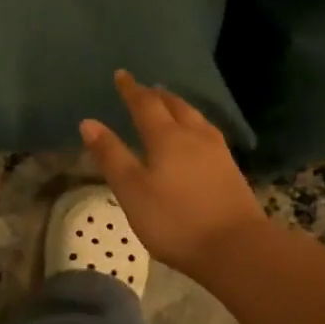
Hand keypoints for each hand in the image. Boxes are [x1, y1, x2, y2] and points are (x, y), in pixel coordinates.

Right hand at [80, 70, 263, 279]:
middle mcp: (194, 136)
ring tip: (170, 105)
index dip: (131, 90)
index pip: (145, 104)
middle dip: (157, 96)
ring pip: (195, 118)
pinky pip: (208, 134)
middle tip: (146, 89)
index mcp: (166, 137)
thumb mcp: (131, 190)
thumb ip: (111, 155)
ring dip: (179, 107)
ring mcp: (217, 152)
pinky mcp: (231, 170)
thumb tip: (88, 122)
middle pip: (175, 107)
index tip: (121, 75)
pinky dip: (194, 125)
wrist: (236, 248)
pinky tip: (196, 137)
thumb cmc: (174, 220)